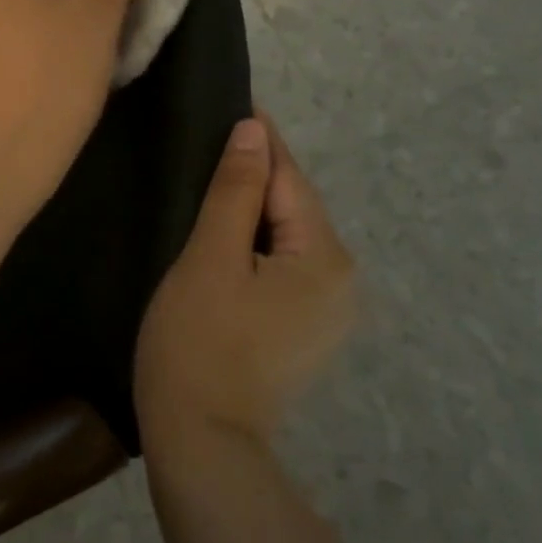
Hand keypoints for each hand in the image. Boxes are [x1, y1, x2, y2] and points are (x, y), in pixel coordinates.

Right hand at [135, 113, 355, 454]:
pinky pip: (282, 266)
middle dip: (254, 174)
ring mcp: (327, 311)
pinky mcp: (304, 330)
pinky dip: (255, 244)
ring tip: (209, 179)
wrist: (202, 440)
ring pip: (286, 237)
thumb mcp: (211, 255)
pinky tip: (223, 236)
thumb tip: (256, 131)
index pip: (289, 178)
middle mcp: (342, 280)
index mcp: (325, 257)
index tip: (231, 102)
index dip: (259, 140)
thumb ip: (236, 190)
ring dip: (251, 209)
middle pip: (292, 207)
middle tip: (208, 141)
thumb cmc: (199, 339)